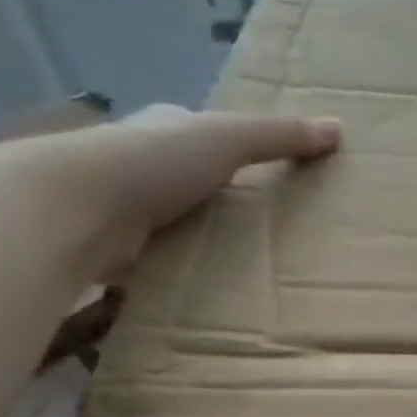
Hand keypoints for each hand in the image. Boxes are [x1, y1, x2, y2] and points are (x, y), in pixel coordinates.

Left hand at [0, 104, 341, 278]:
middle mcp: (142, 162)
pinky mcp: (118, 248)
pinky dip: (181, 268)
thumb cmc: (153, 162)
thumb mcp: (227, 140)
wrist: (78, 208)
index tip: (269, 175)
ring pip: (176, 221)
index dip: (236, 148)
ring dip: (201, 238)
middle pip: (193, 180)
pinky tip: (208, 287)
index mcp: (167, 128)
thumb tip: (339, 128)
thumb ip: (279, 137)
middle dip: (221, 199)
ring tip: (247, 266)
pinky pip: (161, 257)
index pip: (205, 134)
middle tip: (268, 229)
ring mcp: (126, 206)